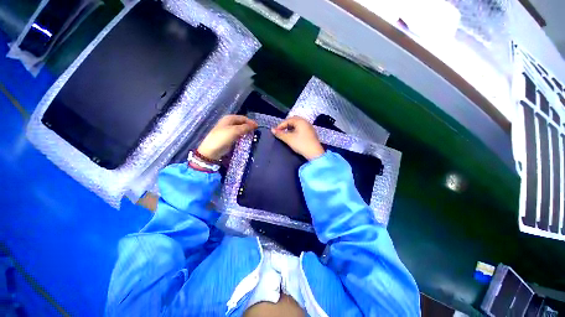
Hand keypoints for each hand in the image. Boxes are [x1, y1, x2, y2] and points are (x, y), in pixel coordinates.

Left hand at [198, 115, 257, 159]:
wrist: (211, 150)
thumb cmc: (223, 138)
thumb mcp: (235, 131)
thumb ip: (246, 127)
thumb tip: (255, 124)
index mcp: (229, 118)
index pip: (243, 118)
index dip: (251, 122)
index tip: (258, 127)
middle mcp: (228, 122)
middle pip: (242, 123)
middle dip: (249, 126)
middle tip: (256, 132)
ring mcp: (228, 130)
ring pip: (240, 129)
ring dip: (246, 131)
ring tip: (252, 135)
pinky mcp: (228, 137)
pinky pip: (238, 134)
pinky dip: (242, 136)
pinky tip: (246, 139)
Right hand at [272, 116, 324, 159]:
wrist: (314, 153)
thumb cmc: (301, 144)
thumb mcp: (289, 139)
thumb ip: (280, 134)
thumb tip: (272, 130)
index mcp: (301, 121)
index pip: (288, 120)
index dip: (281, 125)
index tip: (276, 131)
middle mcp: (306, 122)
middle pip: (293, 120)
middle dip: (286, 125)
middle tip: (281, 131)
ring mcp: (309, 128)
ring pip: (298, 125)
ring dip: (291, 128)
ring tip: (286, 134)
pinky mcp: (311, 133)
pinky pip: (302, 129)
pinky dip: (296, 131)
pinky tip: (294, 137)